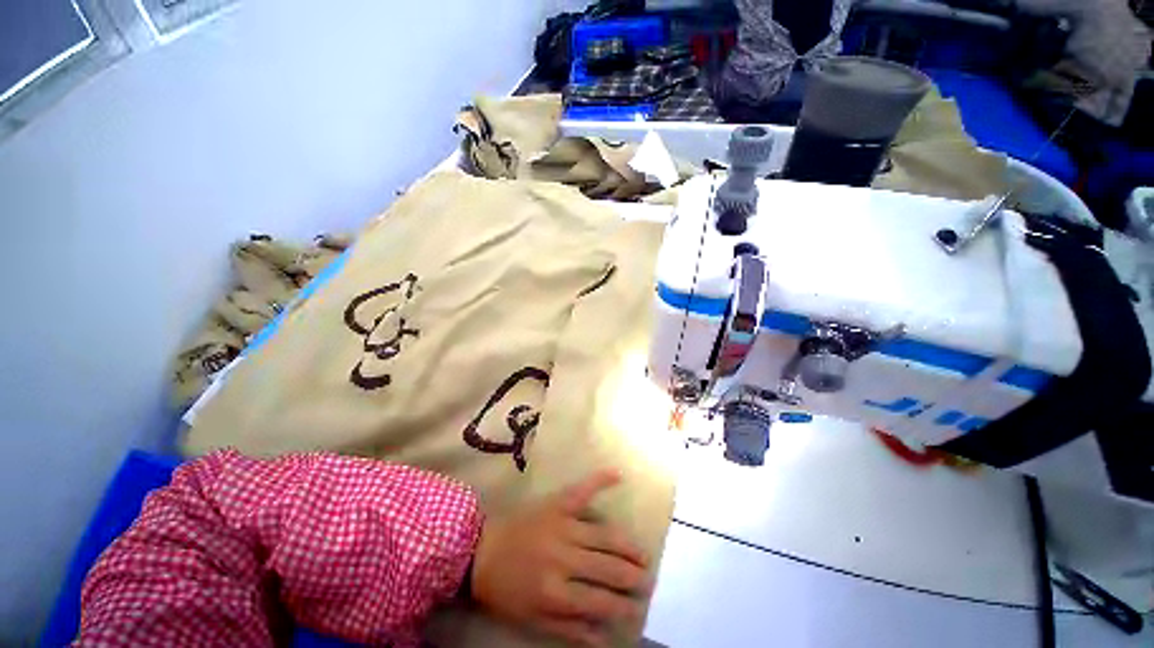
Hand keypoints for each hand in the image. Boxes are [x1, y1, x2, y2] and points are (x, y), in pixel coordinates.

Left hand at [470, 470, 650, 646]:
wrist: (482, 550)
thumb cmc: (506, 590)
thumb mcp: (534, 620)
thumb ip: (571, 629)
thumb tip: (606, 637)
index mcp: (556, 592)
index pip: (600, 602)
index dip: (622, 607)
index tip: (638, 608)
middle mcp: (564, 557)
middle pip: (607, 568)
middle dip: (631, 576)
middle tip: (647, 580)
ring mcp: (562, 525)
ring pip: (603, 536)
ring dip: (626, 546)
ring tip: (642, 555)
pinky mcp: (556, 504)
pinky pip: (582, 490)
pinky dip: (599, 481)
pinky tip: (617, 475)